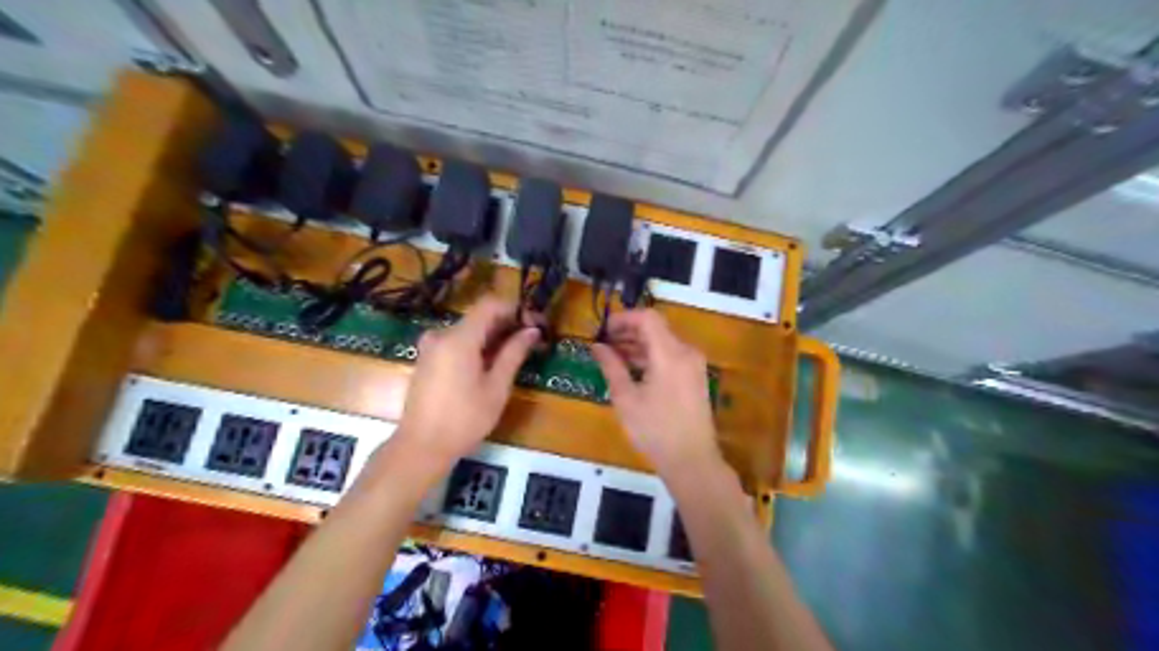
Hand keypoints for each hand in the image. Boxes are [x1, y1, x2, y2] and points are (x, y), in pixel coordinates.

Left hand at [396, 298, 541, 471]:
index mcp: (459, 338)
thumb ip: (514, 354)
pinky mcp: (427, 359)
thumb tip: (532, 331)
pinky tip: (490, 365)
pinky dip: (476, 346)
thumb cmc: (464, 420)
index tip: (534, 324)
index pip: (490, 304)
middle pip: (479, 316)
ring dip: (493, 336)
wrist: (421, 447)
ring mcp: (430, 347)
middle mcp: (441, 335)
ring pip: (468, 329)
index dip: (515, 308)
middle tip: (531, 341)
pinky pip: (456, 342)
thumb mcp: (496, 388)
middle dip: (507, 323)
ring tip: (515, 355)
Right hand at [592, 309, 720, 473]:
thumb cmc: (655, 430)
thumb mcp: (626, 398)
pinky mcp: (695, 376)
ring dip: (639, 344)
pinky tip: (633, 369)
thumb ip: (611, 367)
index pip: (647, 318)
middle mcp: (686, 352)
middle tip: (604, 343)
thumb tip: (597, 346)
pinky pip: (671, 355)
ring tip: (613, 356)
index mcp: (670, 353)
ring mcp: (694, 364)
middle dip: (629, 331)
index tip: (603, 330)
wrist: (692, 460)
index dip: (623, 318)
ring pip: (663, 342)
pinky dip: (652, 356)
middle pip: (656, 328)